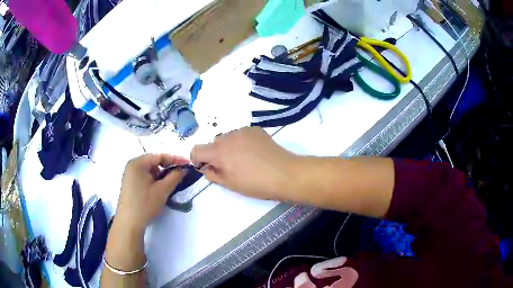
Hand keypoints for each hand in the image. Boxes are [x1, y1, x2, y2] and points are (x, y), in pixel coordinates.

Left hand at [115, 154, 188, 232]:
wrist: (128, 223)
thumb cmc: (145, 204)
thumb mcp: (162, 190)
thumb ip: (174, 177)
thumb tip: (183, 169)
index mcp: (138, 163)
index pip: (159, 156)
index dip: (175, 159)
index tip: (188, 163)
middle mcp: (132, 165)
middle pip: (154, 162)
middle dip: (168, 167)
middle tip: (181, 173)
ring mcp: (130, 174)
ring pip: (150, 170)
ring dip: (161, 174)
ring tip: (172, 182)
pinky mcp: (130, 183)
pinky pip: (145, 176)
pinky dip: (154, 180)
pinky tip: (160, 188)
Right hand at [191, 127, 296, 200]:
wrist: (285, 173)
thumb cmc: (256, 184)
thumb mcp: (230, 184)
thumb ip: (212, 174)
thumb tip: (205, 167)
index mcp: (219, 152)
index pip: (196, 149)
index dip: (197, 159)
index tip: (207, 167)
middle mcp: (228, 137)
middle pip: (213, 143)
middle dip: (216, 154)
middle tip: (229, 167)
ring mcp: (242, 131)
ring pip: (227, 138)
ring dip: (229, 147)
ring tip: (244, 159)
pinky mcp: (255, 129)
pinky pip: (241, 134)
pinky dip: (241, 142)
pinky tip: (254, 152)